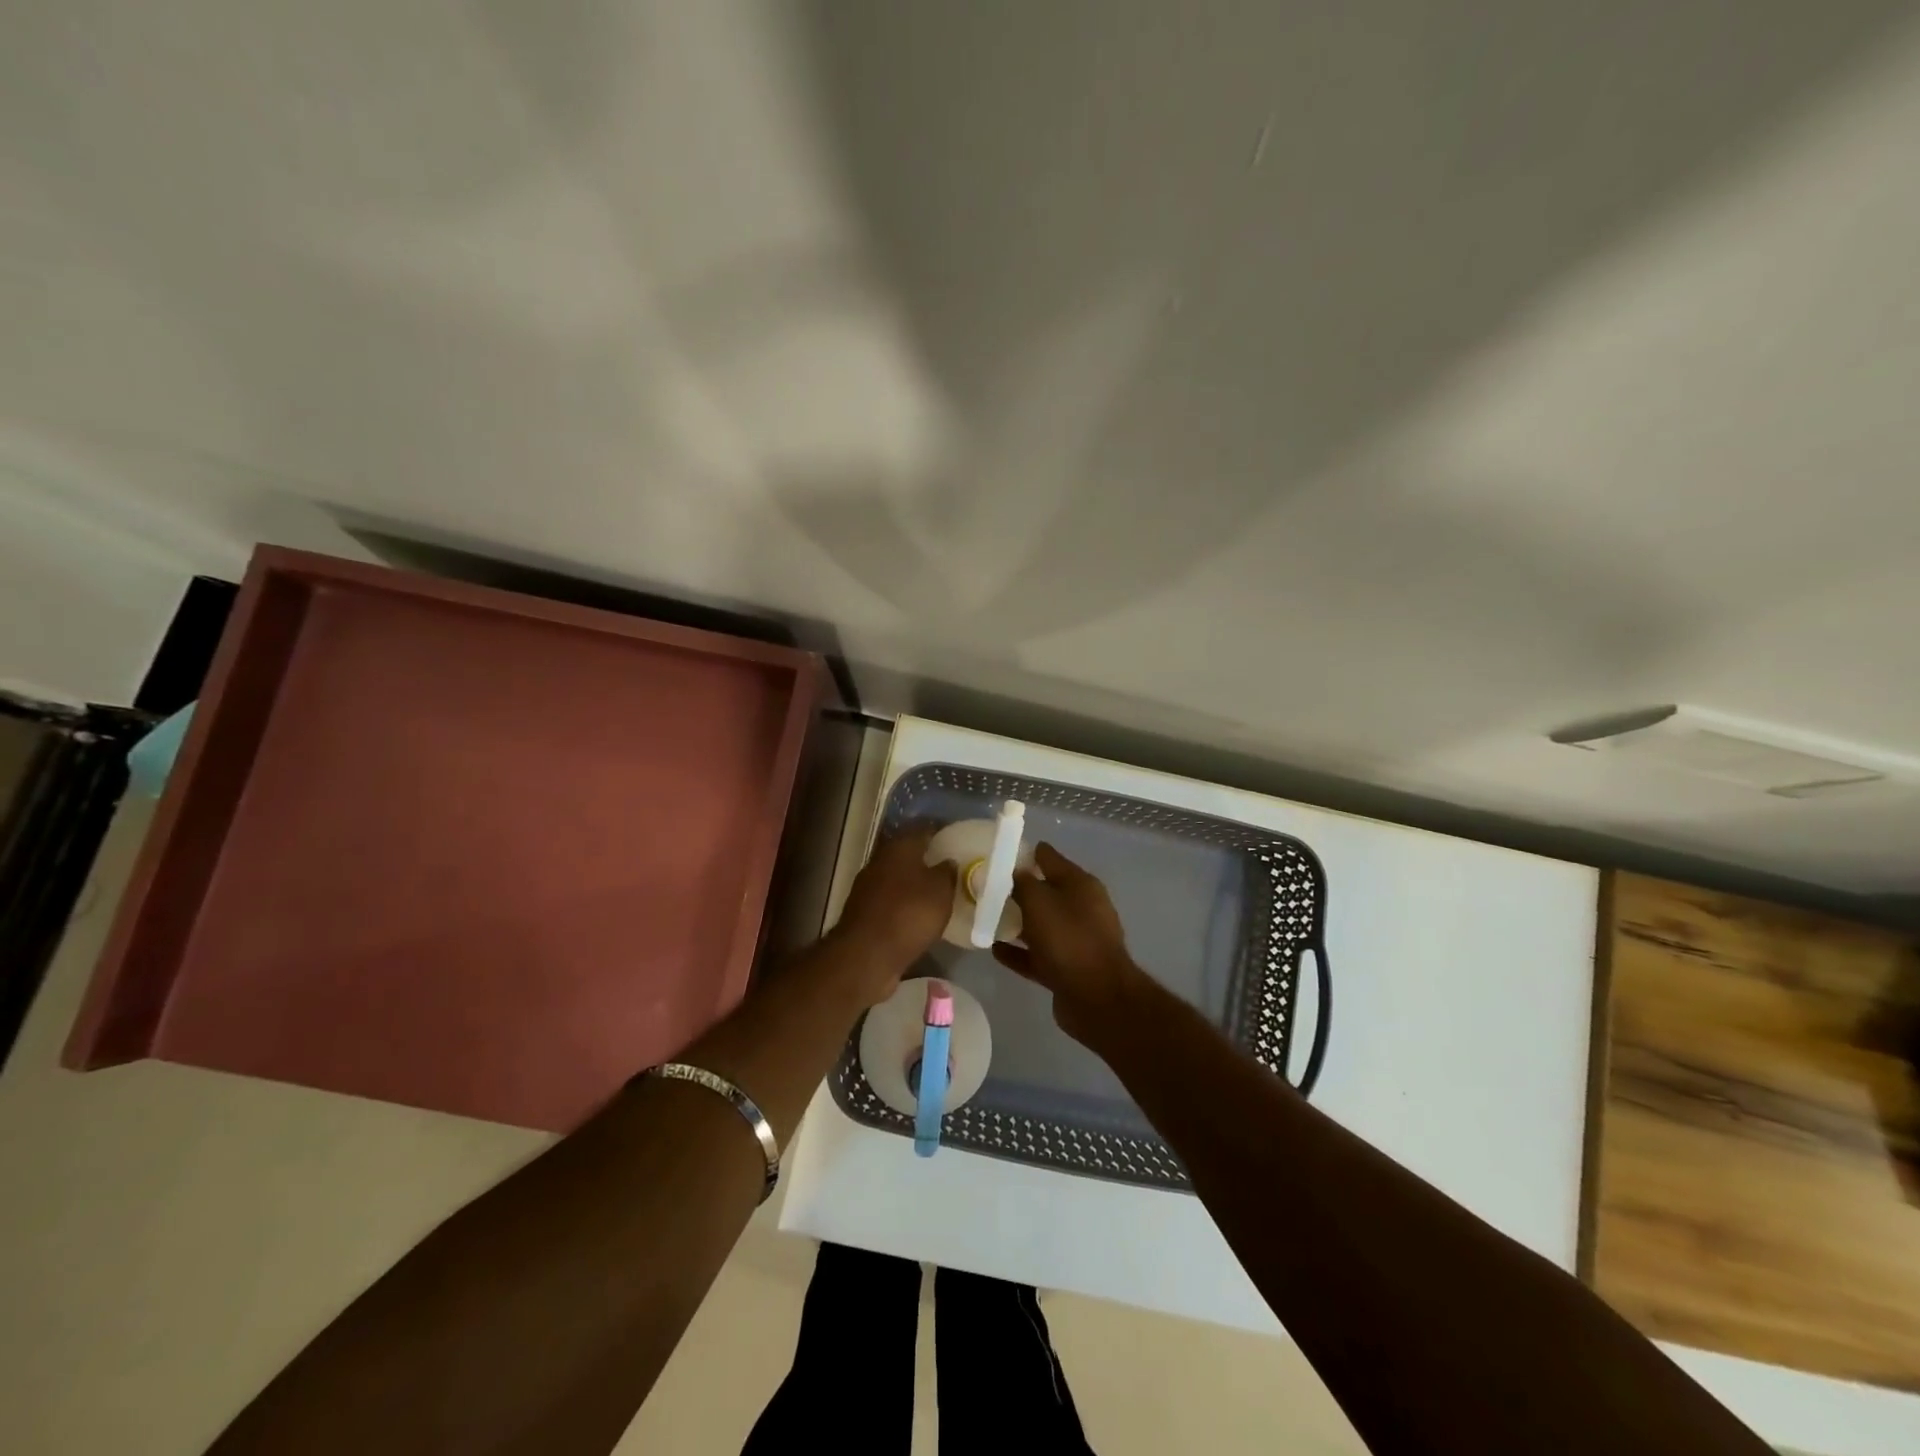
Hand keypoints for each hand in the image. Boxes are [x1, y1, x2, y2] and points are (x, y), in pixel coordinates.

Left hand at [830, 827, 954, 1000]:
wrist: (866, 954)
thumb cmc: (909, 914)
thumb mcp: (941, 891)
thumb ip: (947, 872)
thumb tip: (947, 861)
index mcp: (899, 848)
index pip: (922, 829)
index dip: (940, 831)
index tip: (956, 838)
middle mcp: (880, 861)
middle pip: (907, 853)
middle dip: (927, 858)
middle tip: (950, 866)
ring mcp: (868, 887)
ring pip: (897, 877)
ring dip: (914, 883)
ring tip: (938, 892)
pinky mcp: (864, 912)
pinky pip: (891, 900)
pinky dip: (904, 903)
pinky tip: (919, 914)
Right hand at [993, 842, 1151, 1046]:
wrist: (1096, 998)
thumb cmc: (1069, 939)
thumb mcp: (1040, 901)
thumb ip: (1023, 883)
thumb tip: (1015, 872)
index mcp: (1081, 885)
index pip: (1049, 857)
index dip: (1024, 853)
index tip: (998, 854)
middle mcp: (1081, 908)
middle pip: (1045, 892)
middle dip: (1018, 889)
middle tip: (985, 887)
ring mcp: (1076, 940)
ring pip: (1040, 925)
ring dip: (1017, 922)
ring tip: (986, 917)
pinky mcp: (1067, 968)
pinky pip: (1037, 954)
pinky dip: (1018, 952)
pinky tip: (994, 949)